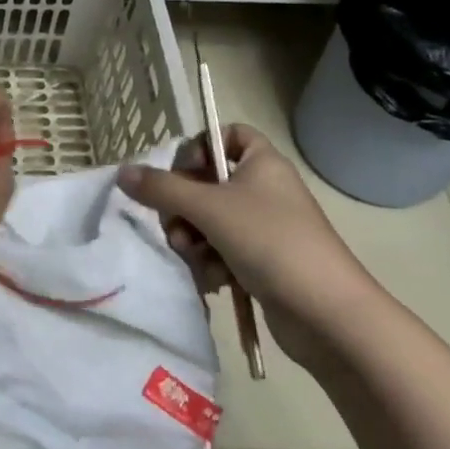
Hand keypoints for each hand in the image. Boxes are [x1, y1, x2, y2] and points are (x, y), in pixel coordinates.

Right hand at [117, 125, 385, 362]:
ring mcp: (264, 227)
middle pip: (207, 182)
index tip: (183, 171)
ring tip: (194, 257)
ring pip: (208, 220)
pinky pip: (221, 249)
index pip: (228, 134)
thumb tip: (123, 172)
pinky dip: (211, 262)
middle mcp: (264, 189)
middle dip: (184, 207)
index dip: (201, 147)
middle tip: (178, 226)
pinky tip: (212, 279)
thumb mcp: (208, 208)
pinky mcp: (262, 261)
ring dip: (193, 239)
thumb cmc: (270, 242)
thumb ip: (161, 188)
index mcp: (261, 163)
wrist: (327, 314)